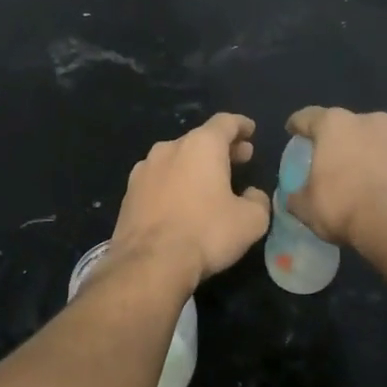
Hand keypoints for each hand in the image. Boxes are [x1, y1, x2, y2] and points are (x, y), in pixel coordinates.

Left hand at [110, 114, 270, 291]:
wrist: (149, 263)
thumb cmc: (206, 233)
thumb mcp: (250, 221)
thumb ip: (258, 201)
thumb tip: (252, 195)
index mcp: (201, 146)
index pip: (225, 123)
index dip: (241, 125)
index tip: (250, 130)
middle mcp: (169, 148)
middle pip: (199, 140)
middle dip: (222, 148)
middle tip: (240, 158)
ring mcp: (144, 169)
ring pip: (176, 159)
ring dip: (194, 166)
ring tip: (209, 183)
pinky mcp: (129, 193)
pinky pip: (158, 180)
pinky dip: (174, 183)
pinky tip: (181, 203)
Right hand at [284, 106, 386, 250]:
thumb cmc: (345, 208)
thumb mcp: (306, 208)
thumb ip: (296, 196)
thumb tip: (294, 197)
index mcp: (334, 125)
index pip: (308, 117)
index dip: (297, 125)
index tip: (292, 131)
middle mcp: (370, 121)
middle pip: (347, 126)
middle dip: (339, 141)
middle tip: (332, 162)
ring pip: (378, 140)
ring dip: (369, 153)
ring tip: (365, 178)